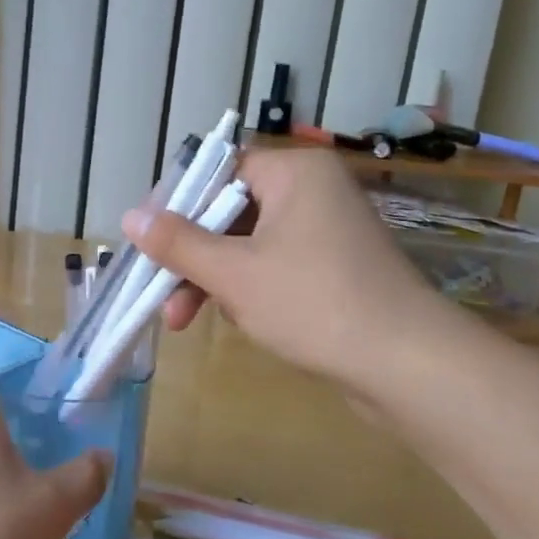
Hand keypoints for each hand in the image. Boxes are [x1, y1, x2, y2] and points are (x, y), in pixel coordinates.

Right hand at [127, 148, 459, 391]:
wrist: (409, 367)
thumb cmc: (314, 304)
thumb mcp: (233, 273)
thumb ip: (177, 243)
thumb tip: (130, 217)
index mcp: (294, 172)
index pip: (217, 171)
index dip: (175, 204)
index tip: (144, 239)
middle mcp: (312, 190)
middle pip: (228, 211)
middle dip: (191, 255)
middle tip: (159, 293)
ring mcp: (325, 230)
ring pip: (247, 243)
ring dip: (213, 278)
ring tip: (185, 320)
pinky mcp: (333, 266)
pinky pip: (273, 264)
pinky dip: (246, 288)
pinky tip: (236, 320)